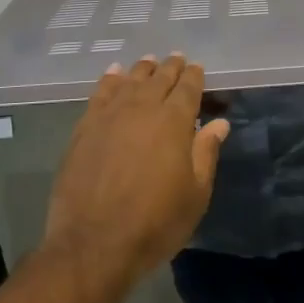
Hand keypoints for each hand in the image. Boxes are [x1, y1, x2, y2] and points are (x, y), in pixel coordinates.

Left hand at [43, 54, 229, 302]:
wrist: (93, 244)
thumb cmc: (155, 223)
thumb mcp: (195, 194)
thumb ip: (205, 153)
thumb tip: (219, 123)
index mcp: (174, 122)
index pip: (188, 88)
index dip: (194, 76)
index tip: (197, 68)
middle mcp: (142, 109)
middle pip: (159, 79)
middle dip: (170, 68)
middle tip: (176, 58)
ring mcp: (110, 116)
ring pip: (129, 81)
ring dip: (141, 69)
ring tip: (149, 62)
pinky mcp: (84, 128)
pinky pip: (100, 94)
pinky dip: (109, 80)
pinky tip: (113, 74)